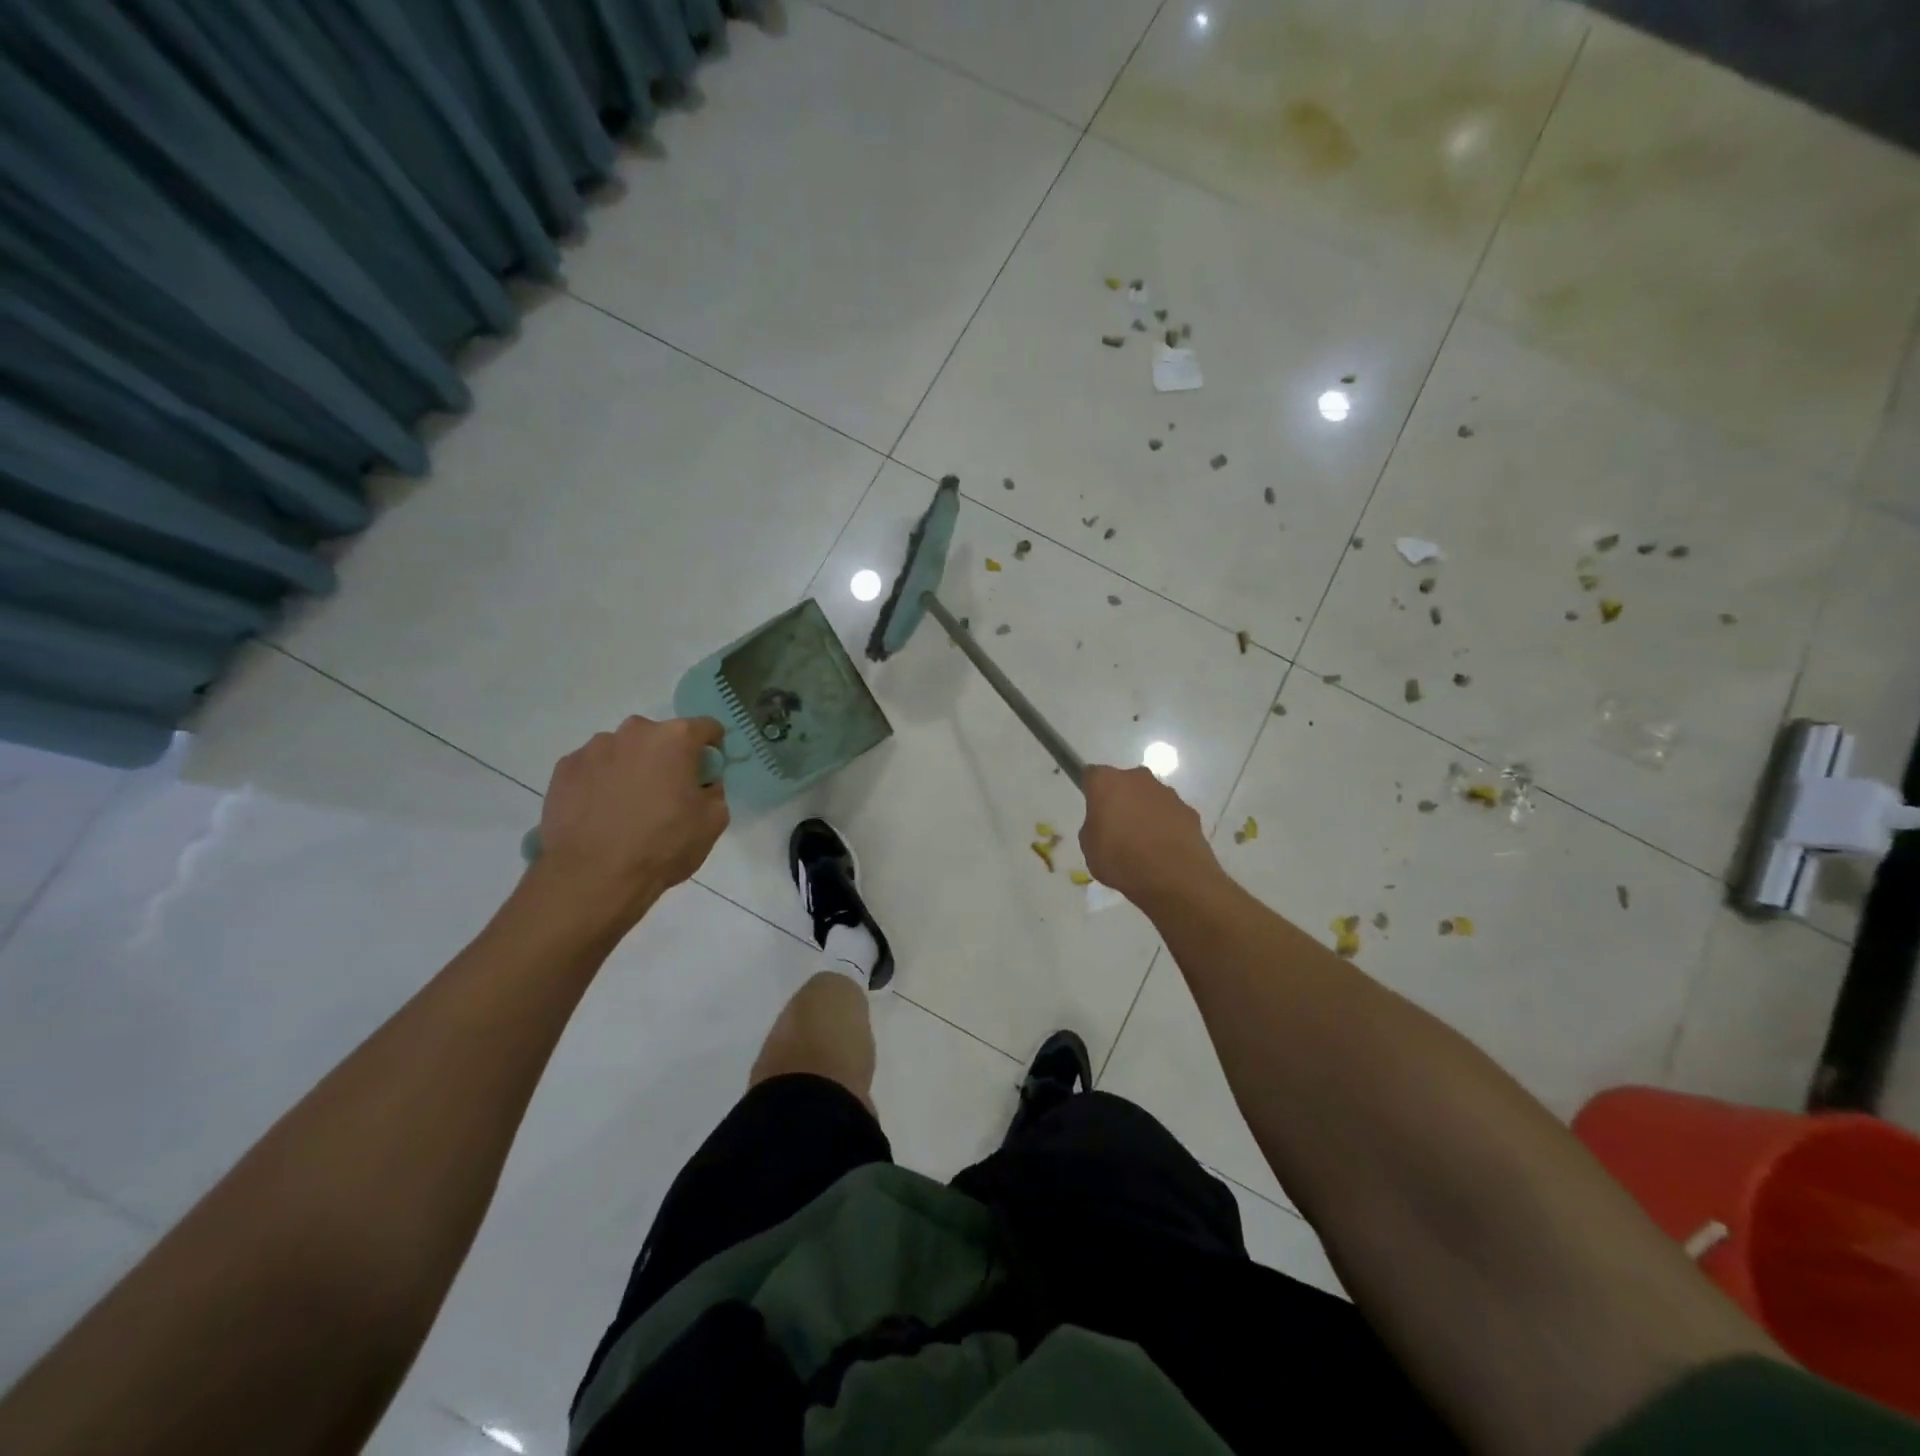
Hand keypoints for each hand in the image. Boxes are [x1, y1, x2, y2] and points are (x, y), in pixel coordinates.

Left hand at [535, 716, 728, 920]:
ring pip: (624, 751)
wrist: (593, 877)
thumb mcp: (713, 821)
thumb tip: (703, 783)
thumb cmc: (662, 845)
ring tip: (628, 808)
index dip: (712, 748)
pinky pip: (593, 768)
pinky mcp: (564, 768)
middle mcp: (634, 731)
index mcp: (675, 738)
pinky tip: (601, 814)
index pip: (706, 728)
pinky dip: (601, 782)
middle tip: (667, 794)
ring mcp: (594, 748)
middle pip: (661, 737)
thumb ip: (715, 790)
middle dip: (667, 758)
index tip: (708, 772)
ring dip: (632, 768)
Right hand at [1080, 764, 1219, 904]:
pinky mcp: (1189, 810)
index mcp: (1107, 783)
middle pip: (1124, 782)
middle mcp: (1138, 778)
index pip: (1092, 775)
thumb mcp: (1089, 847)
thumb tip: (1105, 823)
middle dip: (1120, 799)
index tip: (1092, 809)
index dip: (1091, 791)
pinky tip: (1164, 848)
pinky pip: (1169, 813)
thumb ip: (1093, 826)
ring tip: (1143, 842)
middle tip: (1117, 827)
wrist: (1174, 879)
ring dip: (1144, 811)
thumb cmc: (1121, 860)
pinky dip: (1165, 824)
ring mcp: (1167, 793)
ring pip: (1149, 796)